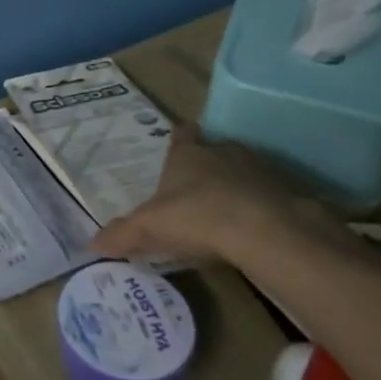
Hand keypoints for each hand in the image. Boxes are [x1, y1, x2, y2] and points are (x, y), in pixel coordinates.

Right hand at [91, 123, 343, 269]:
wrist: (266, 231)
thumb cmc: (198, 216)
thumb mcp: (150, 228)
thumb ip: (121, 234)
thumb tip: (90, 245)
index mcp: (188, 154)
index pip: (183, 134)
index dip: (181, 140)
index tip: (179, 147)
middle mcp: (224, 152)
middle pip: (216, 150)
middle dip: (209, 165)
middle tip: (199, 188)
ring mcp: (261, 169)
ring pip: (246, 170)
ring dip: (238, 185)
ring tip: (228, 211)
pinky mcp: (290, 191)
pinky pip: (272, 195)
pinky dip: (264, 206)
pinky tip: (257, 229)